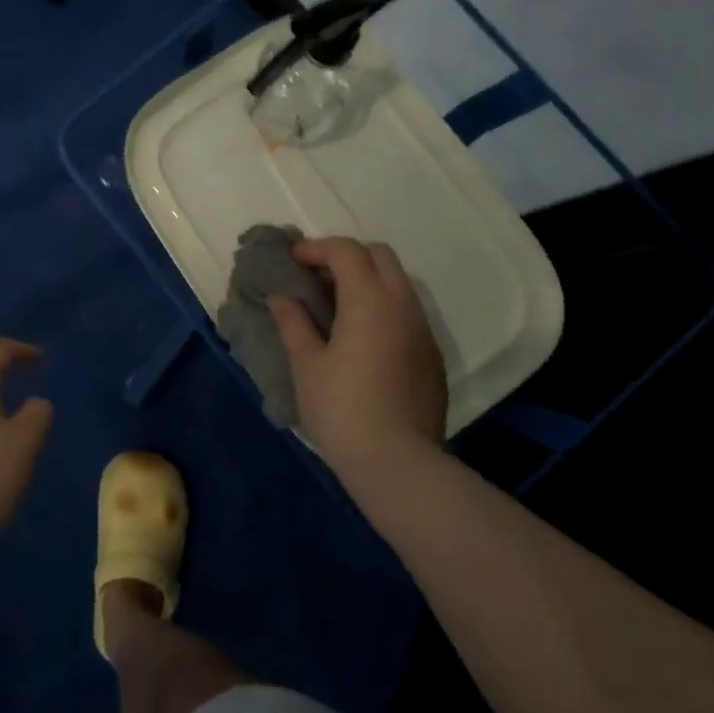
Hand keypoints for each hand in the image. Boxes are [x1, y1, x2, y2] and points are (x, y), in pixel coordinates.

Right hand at [267, 238, 447, 479]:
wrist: (399, 464)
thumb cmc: (342, 409)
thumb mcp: (307, 364)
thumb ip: (293, 322)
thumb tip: (281, 297)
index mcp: (370, 299)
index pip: (346, 250)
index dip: (316, 248)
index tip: (292, 261)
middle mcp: (403, 304)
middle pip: (379, 255)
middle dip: (346, 256)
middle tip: (316, 278)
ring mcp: (422, 330)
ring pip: (398, 283)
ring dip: (366, 281)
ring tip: (335, 306)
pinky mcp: (432, 355)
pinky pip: (407, 312)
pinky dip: (382, 307)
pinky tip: (361, 338)